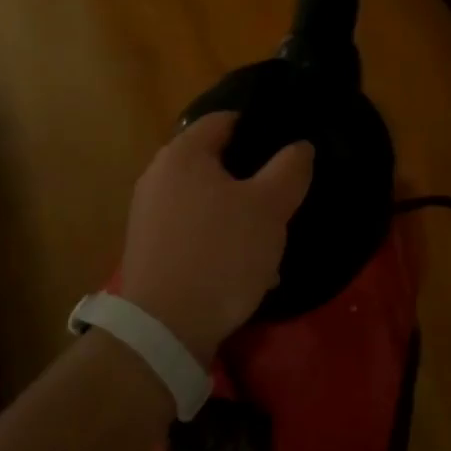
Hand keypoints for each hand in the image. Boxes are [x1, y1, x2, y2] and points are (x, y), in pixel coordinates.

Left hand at [118, 113, 314, 364]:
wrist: (164, 330)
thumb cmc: (220, 254)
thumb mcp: (269, 207)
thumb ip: (290, 168)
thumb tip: (300, 146)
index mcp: (183, 153)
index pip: (225, 119)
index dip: (260, 127)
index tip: (289, 145)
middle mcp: (159, 176)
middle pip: (216, 161)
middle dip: (253, 177)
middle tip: (285, 193)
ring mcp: (149, 214)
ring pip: (208, 199)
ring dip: (239, 212)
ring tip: (270, 236)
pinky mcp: (150, 248)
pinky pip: (194, 229)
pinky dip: (219, 238)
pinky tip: (244, 265)